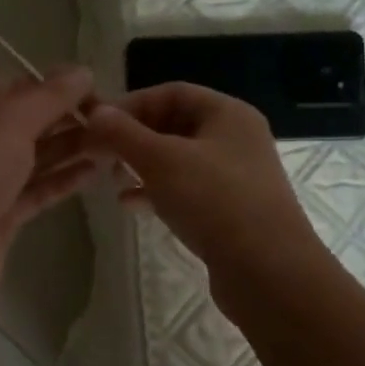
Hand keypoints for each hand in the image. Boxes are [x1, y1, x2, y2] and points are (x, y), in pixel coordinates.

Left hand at [0, 69, 99, 307]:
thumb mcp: (9, 122)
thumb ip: (48, 97)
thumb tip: (82, 71)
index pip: (12, 89)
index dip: (52, 85)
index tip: (93, 89)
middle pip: (25, 124)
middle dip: (66, 119)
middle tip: (111, 120)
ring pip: (33, 159)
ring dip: (69, 149)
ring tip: (112, 144)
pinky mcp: (0, 217)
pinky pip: (35, 190)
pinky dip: (62, 180)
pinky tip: (94, 173)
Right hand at [85, 82, 319, 285]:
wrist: (269, 272)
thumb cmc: (215, 202)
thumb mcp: (161, 161)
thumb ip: (123, 133)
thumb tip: (95, 113)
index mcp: (228, 114)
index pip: (171, 92)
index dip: (131, 104)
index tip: (97, 125)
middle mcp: (235, 138)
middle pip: (174, 124)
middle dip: (133, 137)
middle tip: (100, 155)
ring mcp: (235, 177)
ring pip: (178, 160)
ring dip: (141, 166)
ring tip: (112, 181)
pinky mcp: (230, 210)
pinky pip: (186, 190)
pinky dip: (157, 192)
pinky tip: (130, 206)